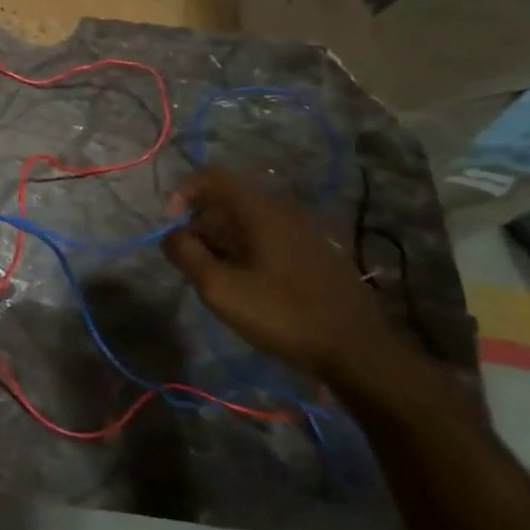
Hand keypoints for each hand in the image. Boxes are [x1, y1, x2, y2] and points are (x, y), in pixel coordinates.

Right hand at [164, 169, 399, 381]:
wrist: (358, 352)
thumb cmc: (282, 313)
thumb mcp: (218, 287)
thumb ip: (185, 254)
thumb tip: (172, 235)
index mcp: (260, 211)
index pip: (212, 177)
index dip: (183, 193)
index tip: (171, 225)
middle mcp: (284, 212)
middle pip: (228, 201)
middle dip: (200, 225)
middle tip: (192, 262)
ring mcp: (304, 233)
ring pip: (248, 222)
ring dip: (222, 241)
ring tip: (217, 278)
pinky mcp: (316, 255)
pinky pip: (269, 239)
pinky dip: (246, 252)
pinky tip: (247, 286)